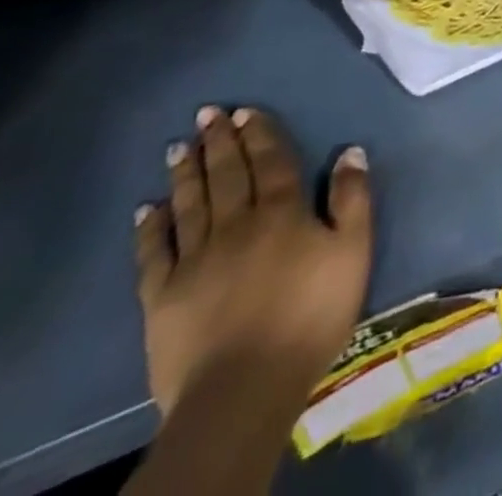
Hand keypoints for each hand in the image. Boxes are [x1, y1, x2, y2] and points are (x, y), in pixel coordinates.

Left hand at [134, 107, 372, 421]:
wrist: (243, 390)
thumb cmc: (310, 315)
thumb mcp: (352, 252)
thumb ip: (352, 199)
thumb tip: (350, 151)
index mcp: (281, 211)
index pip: (270, 161)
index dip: (259, 134)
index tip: (245, 112)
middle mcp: (235, 223)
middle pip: (227, 174)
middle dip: (218, 141)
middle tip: (207, 114)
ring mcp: (195, 259)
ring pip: (190, 203)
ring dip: (186, 172)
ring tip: (178, 146)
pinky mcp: (162, 297)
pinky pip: (154, 253)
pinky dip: (151, 228)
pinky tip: (148, 209)